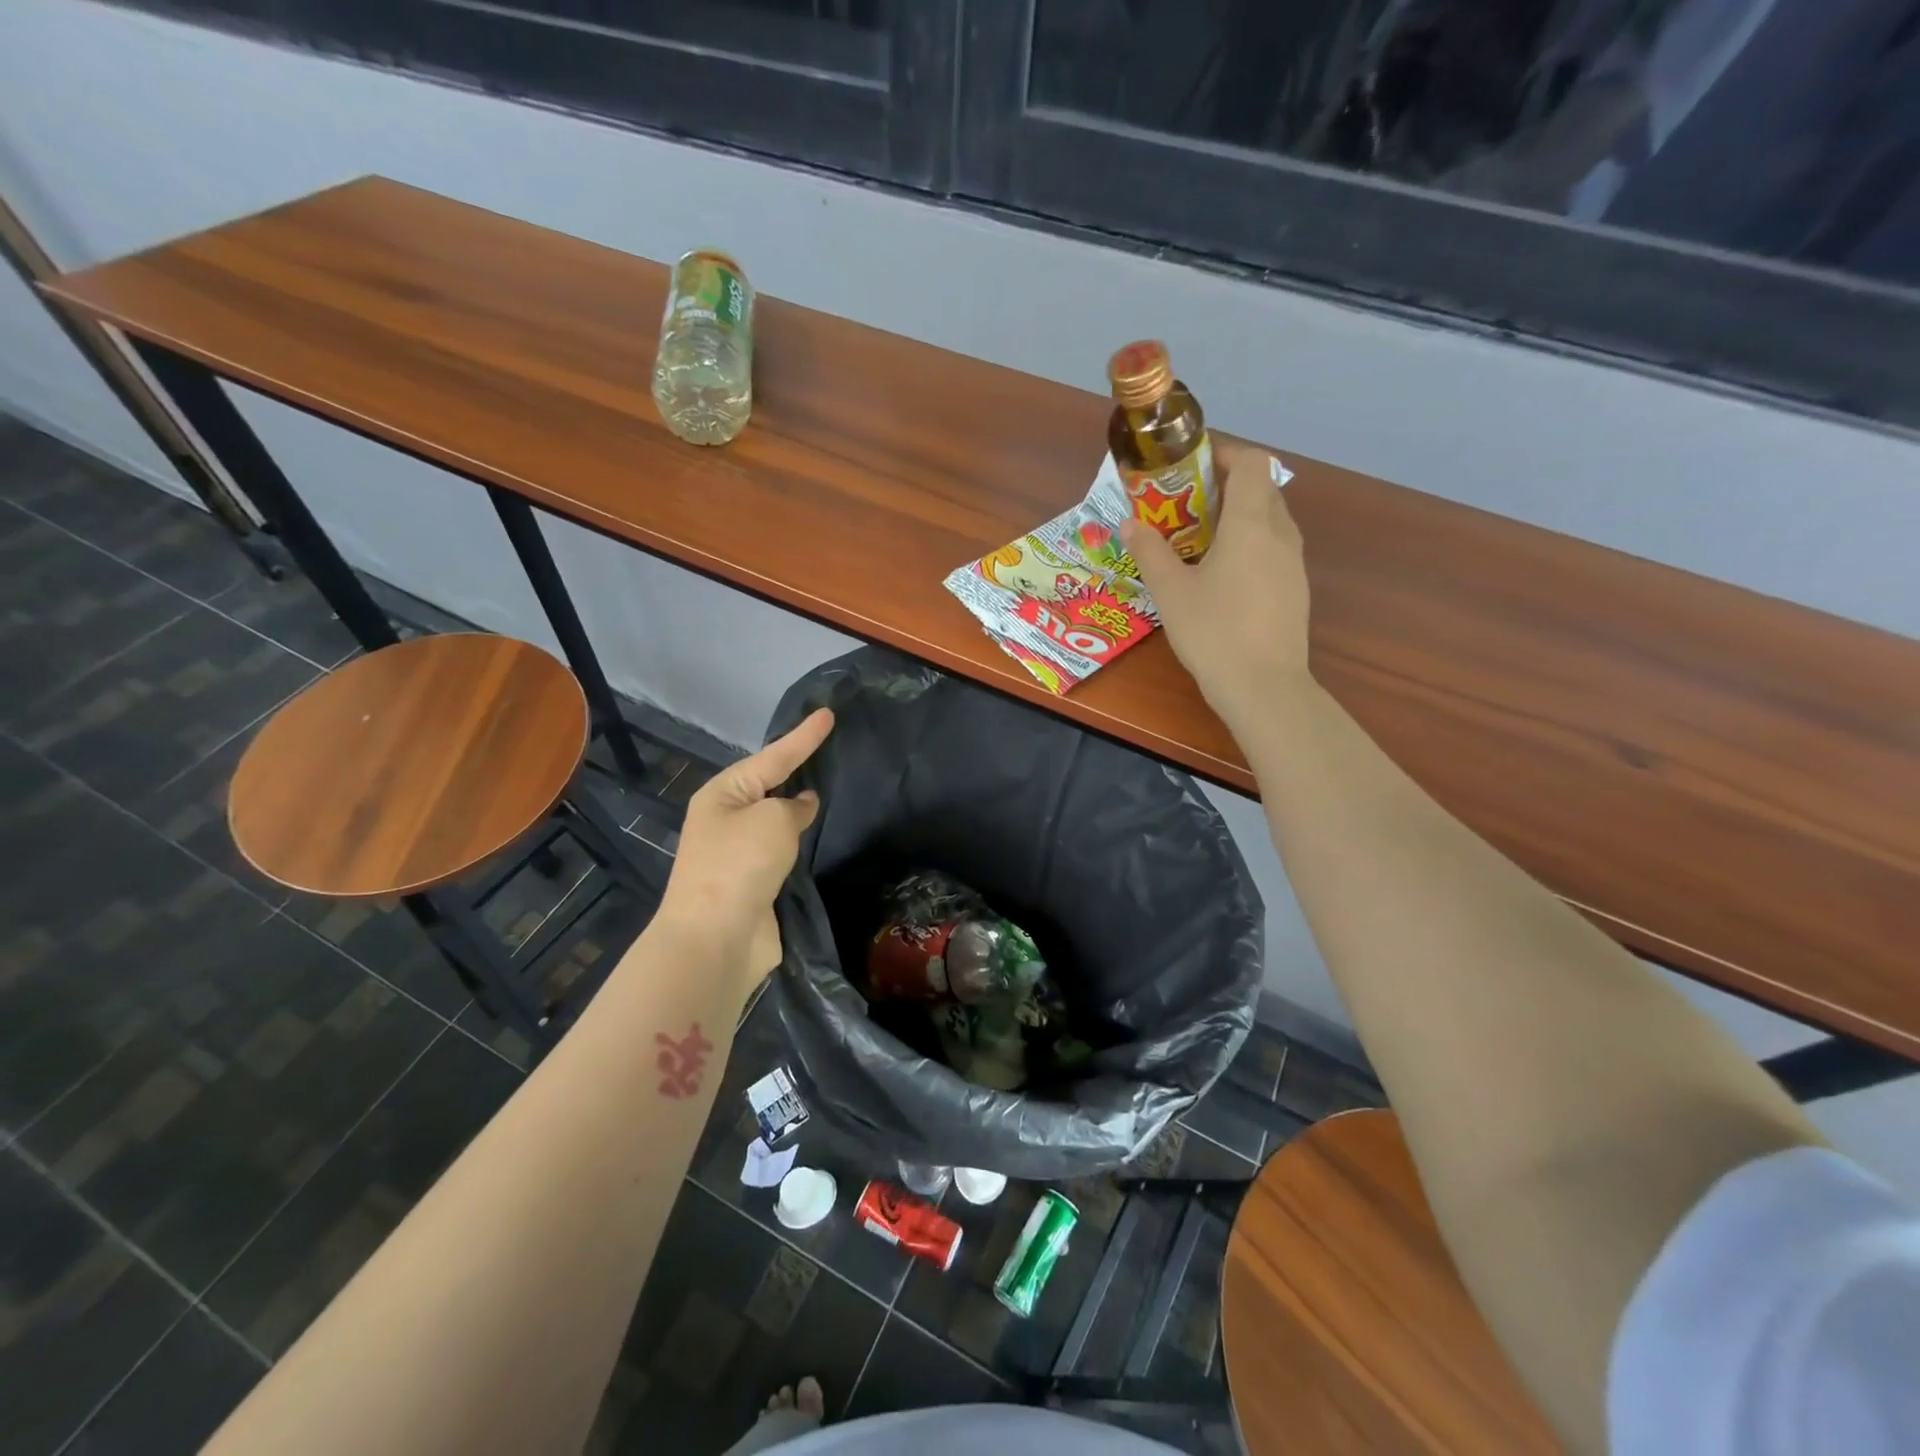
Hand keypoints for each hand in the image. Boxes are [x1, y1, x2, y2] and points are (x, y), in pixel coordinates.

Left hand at [657, 708, 833, 1000]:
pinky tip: (821, 834)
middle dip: (797, 767)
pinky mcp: (755, 882)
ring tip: (832, 787)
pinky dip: (800, 840)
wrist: (716, 939)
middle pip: (770, 784)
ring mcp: (739, 853)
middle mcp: (727, 819)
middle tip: (831, 746)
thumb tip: (801, 807)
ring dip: (799, 808)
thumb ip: (794, 806)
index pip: (773, 755)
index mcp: (723, 794)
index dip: (803, 736)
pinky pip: (783, 849)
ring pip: (777, 819)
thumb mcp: (772, 819)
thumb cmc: (740, 864)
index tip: (828, 714)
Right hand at [1120, 441, 1311, 730]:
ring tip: (1200, 540)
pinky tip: (1222, 577)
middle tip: (1186, 506)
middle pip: (1262, 489)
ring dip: (1239, 518)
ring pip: (1270, 520)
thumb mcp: (1170, 591)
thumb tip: (1129, 523)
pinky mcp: (1295, 590)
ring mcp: (1293, 563)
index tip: (1192, 466)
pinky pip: (1274, 549)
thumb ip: (1149, 551)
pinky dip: (1250, 545)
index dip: (1224, 454)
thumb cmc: (1213, 631)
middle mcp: (1280, 534)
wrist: (1264, 687)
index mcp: (1251, 523)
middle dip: (1226, 487)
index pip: (1252, 463)